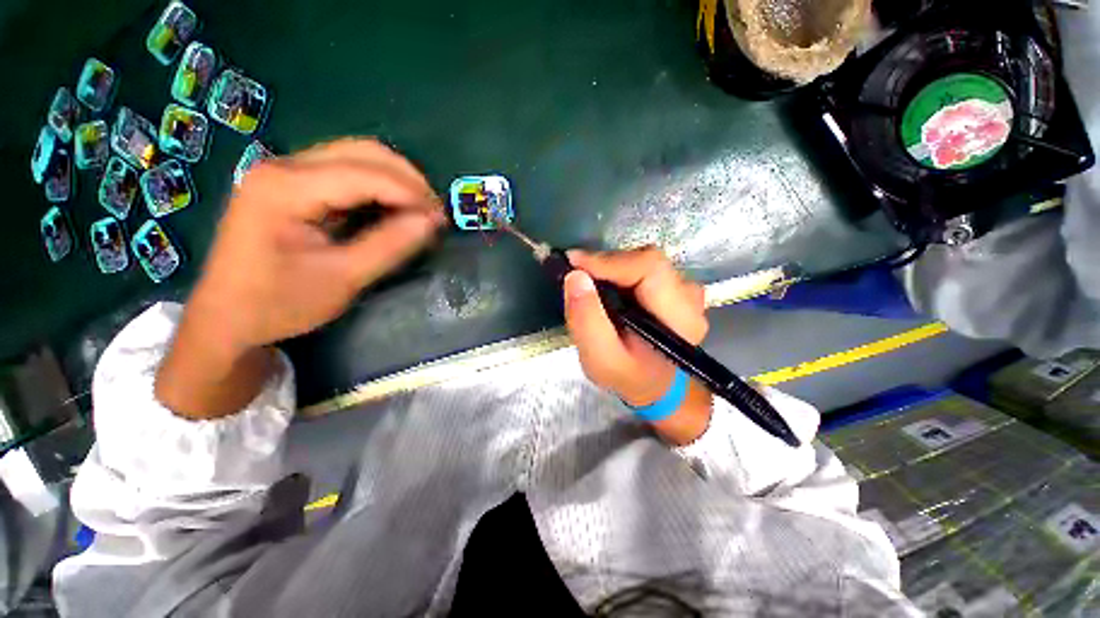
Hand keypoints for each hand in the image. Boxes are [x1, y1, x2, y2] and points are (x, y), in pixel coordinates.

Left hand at [156, 139, 444, 418]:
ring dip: (396, 180)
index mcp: (286, 188)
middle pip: (363, 151)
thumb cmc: (279, 304)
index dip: (411, 193)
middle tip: (434, 213)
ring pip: (357, 156)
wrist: (226, 318)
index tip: (442, 219)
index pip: (365, 174)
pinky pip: (346, 172)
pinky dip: (379, 187)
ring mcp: (285, 171)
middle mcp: (283, 166)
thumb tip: (433, 221)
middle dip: (408, 180)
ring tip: (420, 211)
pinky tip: (393, 208)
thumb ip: (390, 245)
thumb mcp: (343, 278)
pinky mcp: (291, 184)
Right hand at [564, 248, 712, 443]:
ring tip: (588, 286)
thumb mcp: (600, 358)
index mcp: (679, 316)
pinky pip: (642, 269)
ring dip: (610, 270)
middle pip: (645, 260)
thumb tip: (575, 276)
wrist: (657, 386)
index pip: (648, 267)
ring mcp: (684, 289)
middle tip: (575, 276)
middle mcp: (689, 296)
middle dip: (605, 265)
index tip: (572, 263)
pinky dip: (618, 274)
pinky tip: (604, 289)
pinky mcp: (674, 287)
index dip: (609, 260)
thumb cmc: (629, 377)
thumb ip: (587, 320)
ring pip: (642, 262)